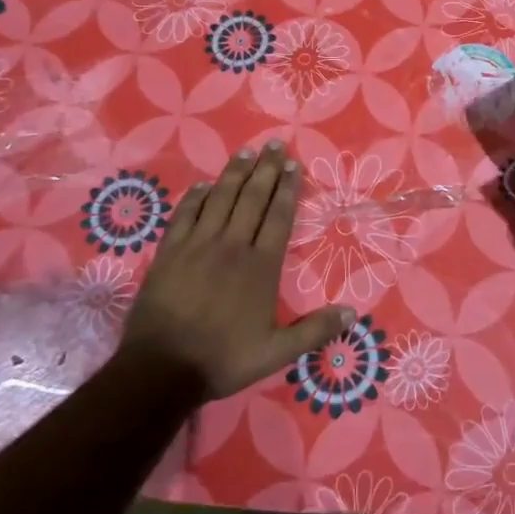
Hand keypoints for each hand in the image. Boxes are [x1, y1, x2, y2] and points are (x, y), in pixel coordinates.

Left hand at [118, 143, 352, 400]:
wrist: (162, 369)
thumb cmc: (223, 359)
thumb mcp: (276, 352)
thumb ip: (315, 330)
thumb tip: (352, 313)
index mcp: (261, 265)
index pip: (279, 216)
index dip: (288, 188)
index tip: (294, 165)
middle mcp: (232, 246)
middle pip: (252, 198)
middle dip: (266, 169)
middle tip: (275, 144)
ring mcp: (198, 246)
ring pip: (220, 199)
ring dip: (235, 173)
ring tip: (247, 152)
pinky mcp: (170, 252)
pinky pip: (185, 215)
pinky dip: (196, 197)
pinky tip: (204, 185)